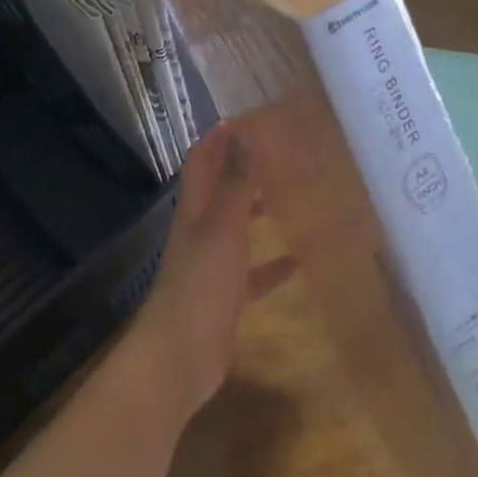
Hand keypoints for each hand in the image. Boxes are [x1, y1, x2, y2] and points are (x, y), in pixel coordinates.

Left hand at [127, 125, 295, 419]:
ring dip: (258, 211)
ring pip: (237, 228)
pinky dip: (271, 265)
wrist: (180, 357)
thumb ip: (237, 180)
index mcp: (195, 208)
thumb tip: (244, 130)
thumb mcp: (224, 225)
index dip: (219, 138)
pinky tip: (297, 261)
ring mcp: (213, 265)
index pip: (202, 160)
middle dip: (243, 170)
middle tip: (280, 153)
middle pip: (221, 190)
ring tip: (292, 196)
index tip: (250, 119)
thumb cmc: (201, 283)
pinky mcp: (227, 297)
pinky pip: (252, 273)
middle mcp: (202, 230)